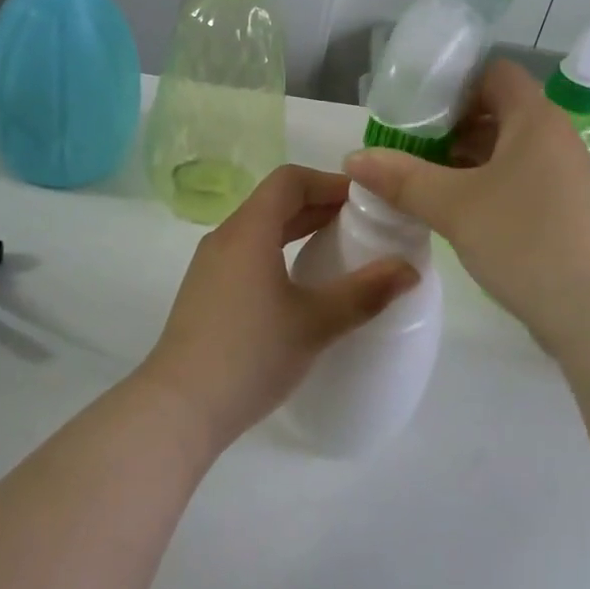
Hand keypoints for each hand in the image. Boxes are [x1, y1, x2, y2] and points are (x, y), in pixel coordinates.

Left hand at [142, 165, 419, 449]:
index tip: (365, 202)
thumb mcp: (315, 323)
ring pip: (260, 228)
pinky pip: (248, 253)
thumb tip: (410, 269)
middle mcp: (225, 237)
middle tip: (363, 225)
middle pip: (275, 202)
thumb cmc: (250, 355)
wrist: (179, 408)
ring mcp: (211, 265)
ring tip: (338, 249)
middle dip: (320, 205)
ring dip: (299, 229)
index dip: (330, 183)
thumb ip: (365, 293)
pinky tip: (300, 284)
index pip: (290, 180)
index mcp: (249, 231)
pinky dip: (279, 251)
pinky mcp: (206, 292)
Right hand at [345, 60, 589, 344]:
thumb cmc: (524, 241)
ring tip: (421, 178)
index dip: (453, 82)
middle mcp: (554, 137)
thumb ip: (402, 178)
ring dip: (465, 158)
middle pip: (497, 111)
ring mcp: (564, 175)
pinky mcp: (564, 208)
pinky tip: (455, 208)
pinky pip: (518, 179)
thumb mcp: (453, 206)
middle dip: (450, 126)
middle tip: (407, 145)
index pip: (493, 74)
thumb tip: (353, 158)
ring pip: (506, 149)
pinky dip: (485, 183)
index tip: (414, 107)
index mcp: (535, 119)